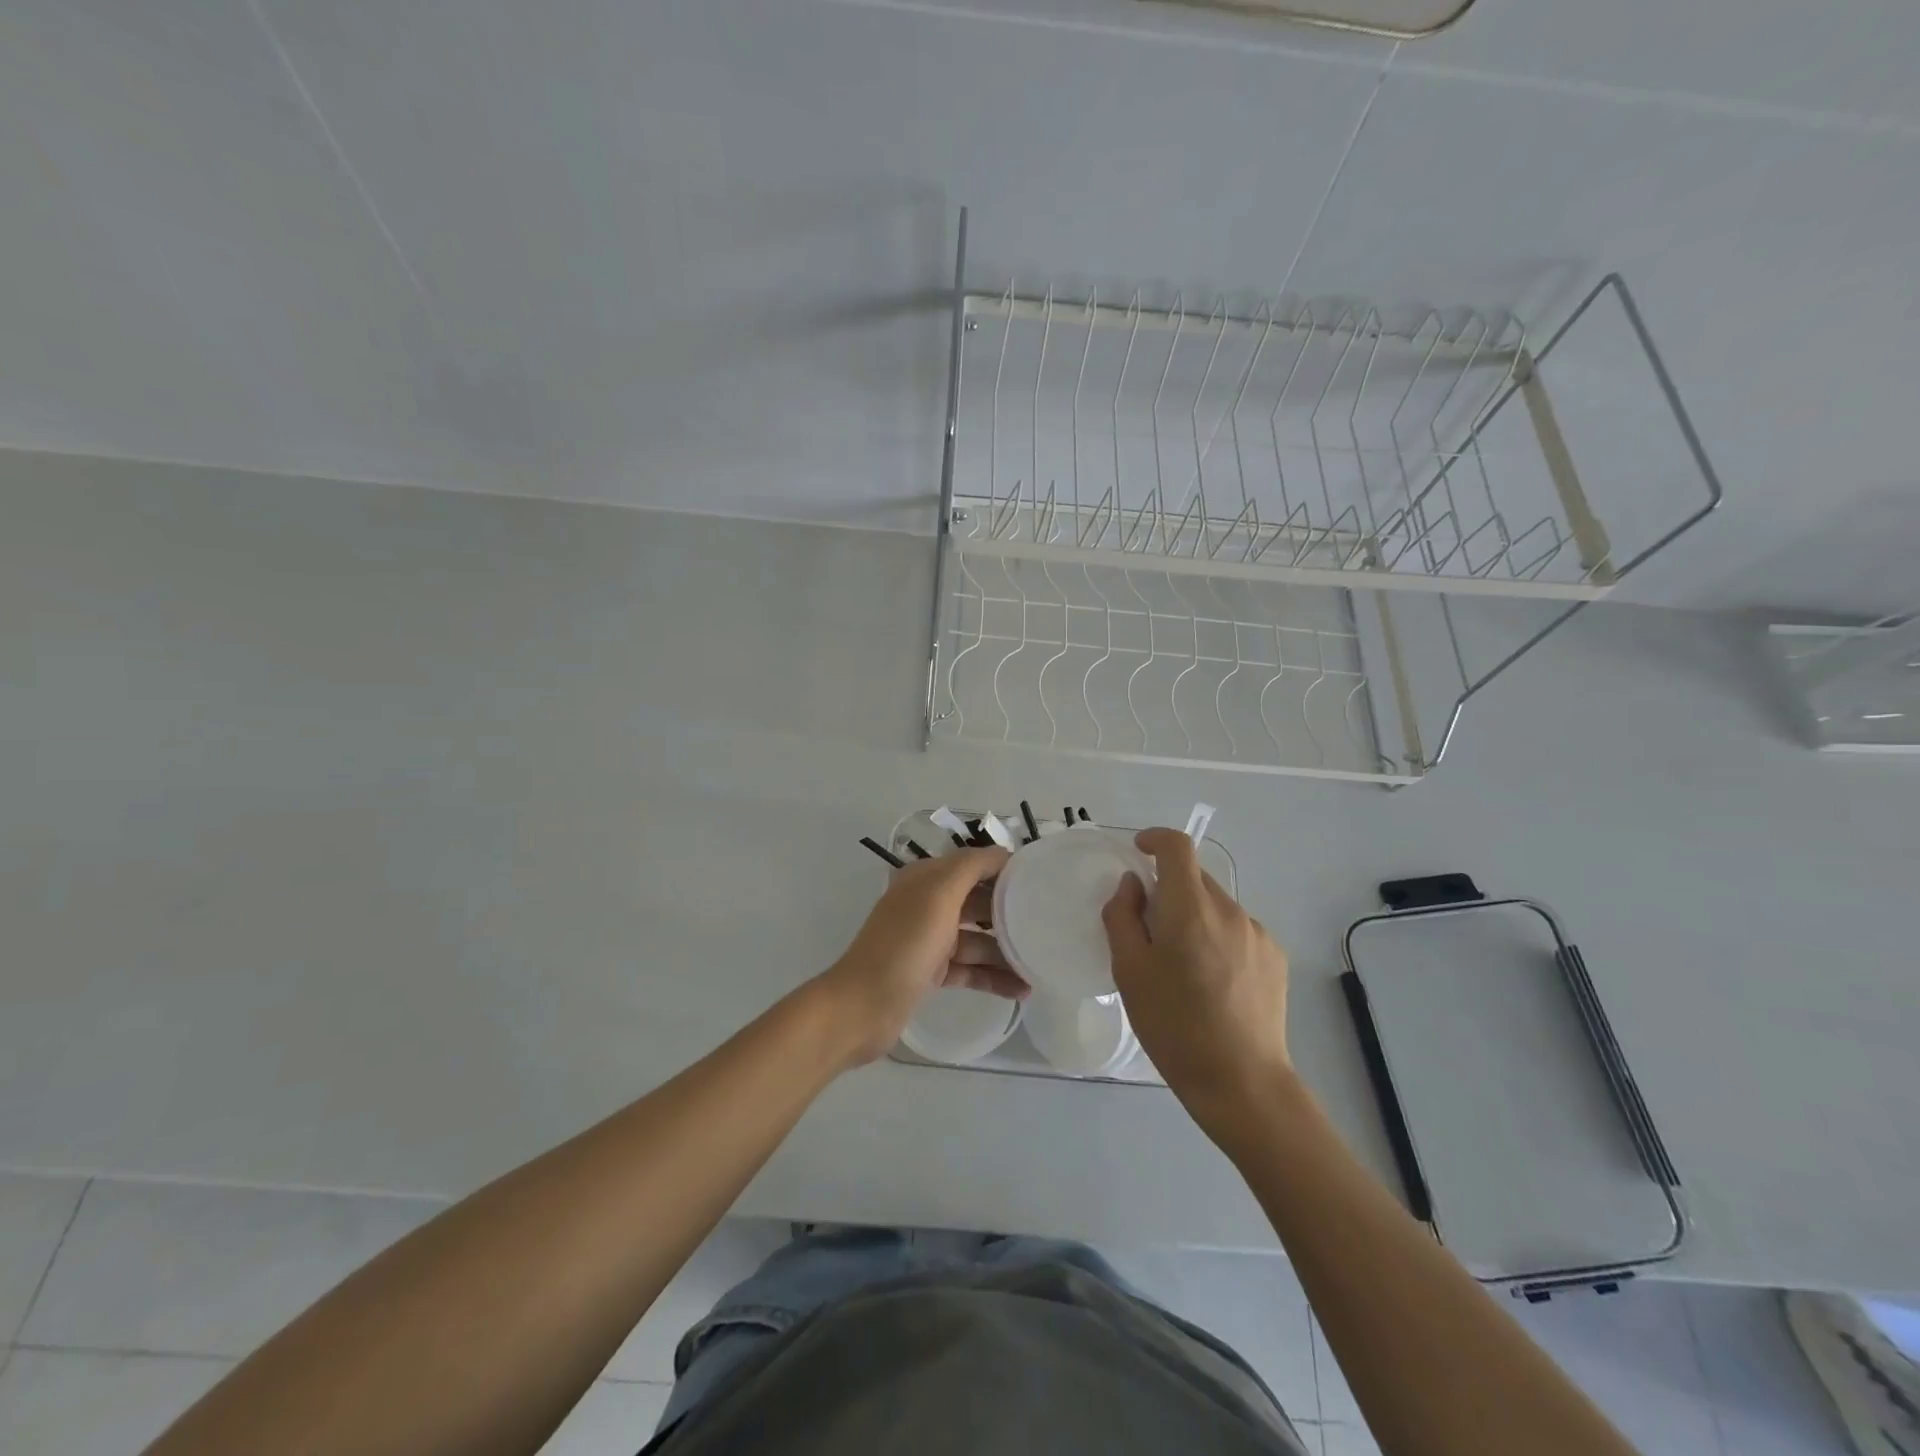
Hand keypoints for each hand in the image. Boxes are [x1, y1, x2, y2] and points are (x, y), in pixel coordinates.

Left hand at [817, 847, 1026, 1066]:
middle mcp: (928, 903)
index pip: (974, 863)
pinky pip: (970, 968)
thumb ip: (971, 867)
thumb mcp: (938, 895)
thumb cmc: (904, 945)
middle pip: (978, 900)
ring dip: (1007, 951)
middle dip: (1010, 911)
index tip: (1043, 881)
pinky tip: (1022, 990)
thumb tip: (1004, 853)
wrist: (862, 1007)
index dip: (1006, 869)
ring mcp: (929, 939)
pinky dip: (994, 977)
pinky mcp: (931, 971)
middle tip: (1049, 924)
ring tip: (1041, 966)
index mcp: (926, 878)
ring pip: (977, 938)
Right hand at [1102, 828, 1292, 1141]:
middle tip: (1150, 932)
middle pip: (1195, 878)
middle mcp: (1229, 910)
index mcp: (1190, 909)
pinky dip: (1217, 938)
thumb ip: (1123, 917)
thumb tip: (1133, 886)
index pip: (1177, 846)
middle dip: (1169, 890)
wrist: (1242, 1083)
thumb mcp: (1129, 972)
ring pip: (1216, 906)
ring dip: (1194, 917)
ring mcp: (1257, 933)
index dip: (1155, 839)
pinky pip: (1237, 930)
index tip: (1139, 853)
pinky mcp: (1275, 957)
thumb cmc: (1174, 1026)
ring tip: (1183, 966)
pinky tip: (1213, 982)